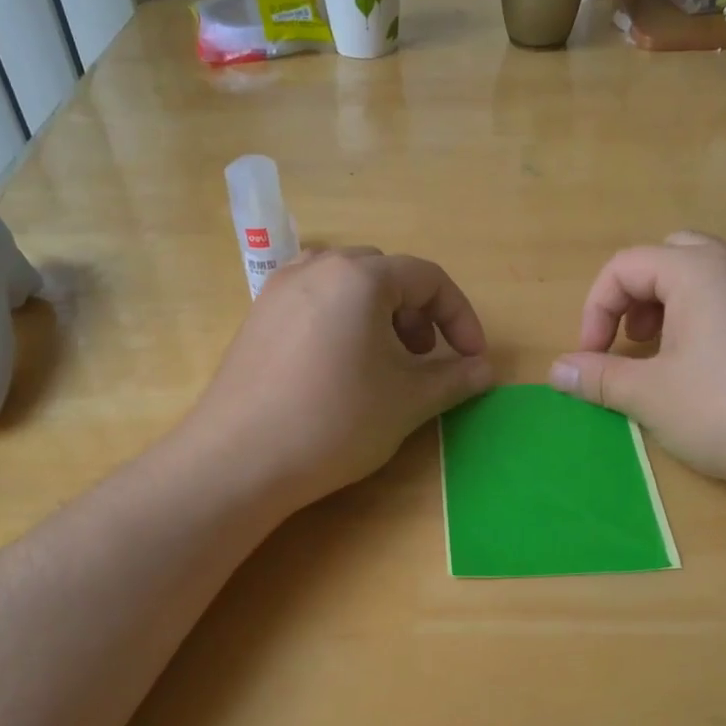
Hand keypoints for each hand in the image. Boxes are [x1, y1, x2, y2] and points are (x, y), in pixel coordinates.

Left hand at [185, 248, 493, 508]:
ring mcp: (280, 289)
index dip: (460, 318)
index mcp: (360, 277)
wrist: (240, 459)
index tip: (472, 359)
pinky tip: (339, 368)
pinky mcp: (258, 316)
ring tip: (382, 363)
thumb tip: (486, 370)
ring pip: (348, 286)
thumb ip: (454, 379)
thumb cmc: (335, 421)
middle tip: (423, 360)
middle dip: (418, 314)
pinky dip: (342, 322)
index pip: (429, 278)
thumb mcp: (407, 402)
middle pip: (387, 275)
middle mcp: (318, 267)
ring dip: (379, 316)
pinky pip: (314, 301)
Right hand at [548, 232, 725, 498]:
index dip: (595, 309)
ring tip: (661, 358)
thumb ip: (598, 377)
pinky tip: (706, 373)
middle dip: (634, 297)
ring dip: (669, 309)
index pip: (626, 265)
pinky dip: (704, 322)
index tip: (590, 357)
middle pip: (668, 258)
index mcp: (698, 270)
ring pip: (705, 278)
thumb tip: (556, 370)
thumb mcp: (650, 395)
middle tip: (629, 341)